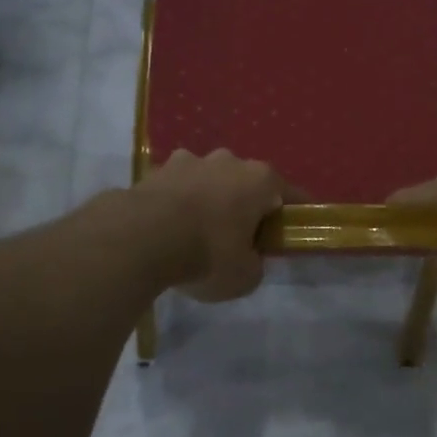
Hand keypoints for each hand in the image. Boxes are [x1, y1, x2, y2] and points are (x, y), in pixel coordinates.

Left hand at [136, 149, 289, 301]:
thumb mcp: (245, 276)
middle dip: (246, 204)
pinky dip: (178, 202)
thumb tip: (248, 258)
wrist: (141, 237)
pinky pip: (177, 187)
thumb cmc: (207, 253)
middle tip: (241, 236)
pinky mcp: (157, 169)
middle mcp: (229, 161)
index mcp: (260, 180)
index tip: (295, 229)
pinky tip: (169, 227)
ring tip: (199, 230)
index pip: (290, 194)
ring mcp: (190, 160)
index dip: (294, 213)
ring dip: (209, 199)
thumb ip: (255, 264)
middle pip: (246, 183)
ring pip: (209, 180)